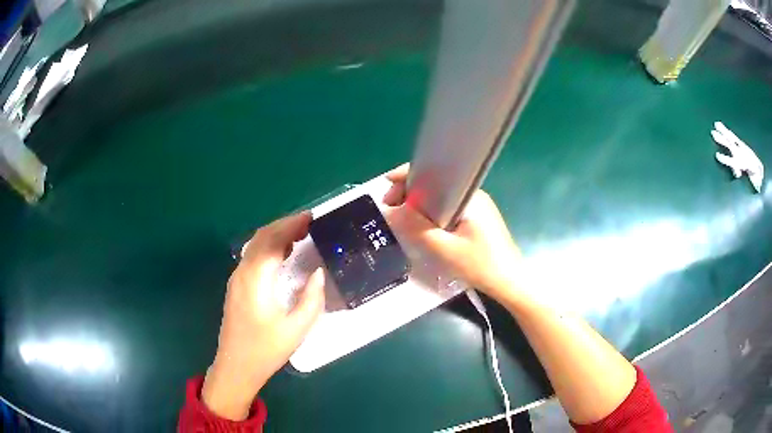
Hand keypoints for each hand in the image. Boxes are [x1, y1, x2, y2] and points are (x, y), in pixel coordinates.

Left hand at [202, 212, 324, 420]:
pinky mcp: (237, 287)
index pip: (272, 241)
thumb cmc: (266, 349)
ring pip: (255, 246)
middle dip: (284, 225)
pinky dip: (268, 248)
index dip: (291, 225)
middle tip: (309, 223)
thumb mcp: (296, 328)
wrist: (236, 366)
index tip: (311, 217)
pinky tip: (282, 254)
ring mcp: (236, 279)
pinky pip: (252, 257)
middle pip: (261, 238)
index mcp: (256, 279)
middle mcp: (242, 273)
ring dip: (276, 235)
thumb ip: (310, 298)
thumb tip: (318, 273)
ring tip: (299, 234)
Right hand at [383, 164, 522, 301]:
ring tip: (401, 219)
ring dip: (419, 206)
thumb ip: (417, 229)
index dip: (406, 178)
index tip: (386, 191)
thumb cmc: (481, 265)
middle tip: (390, 210)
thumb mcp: (444, 250)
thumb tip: (392, 211)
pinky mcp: (476, 219)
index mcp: (467, 195)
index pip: (433, 174)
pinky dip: (431, 214)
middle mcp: (472, 195)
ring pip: (439, 198)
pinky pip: (447, 209)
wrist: (510, 282)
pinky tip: (421, 226)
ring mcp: (476, 206)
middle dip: (409, 193)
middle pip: (434, 185)